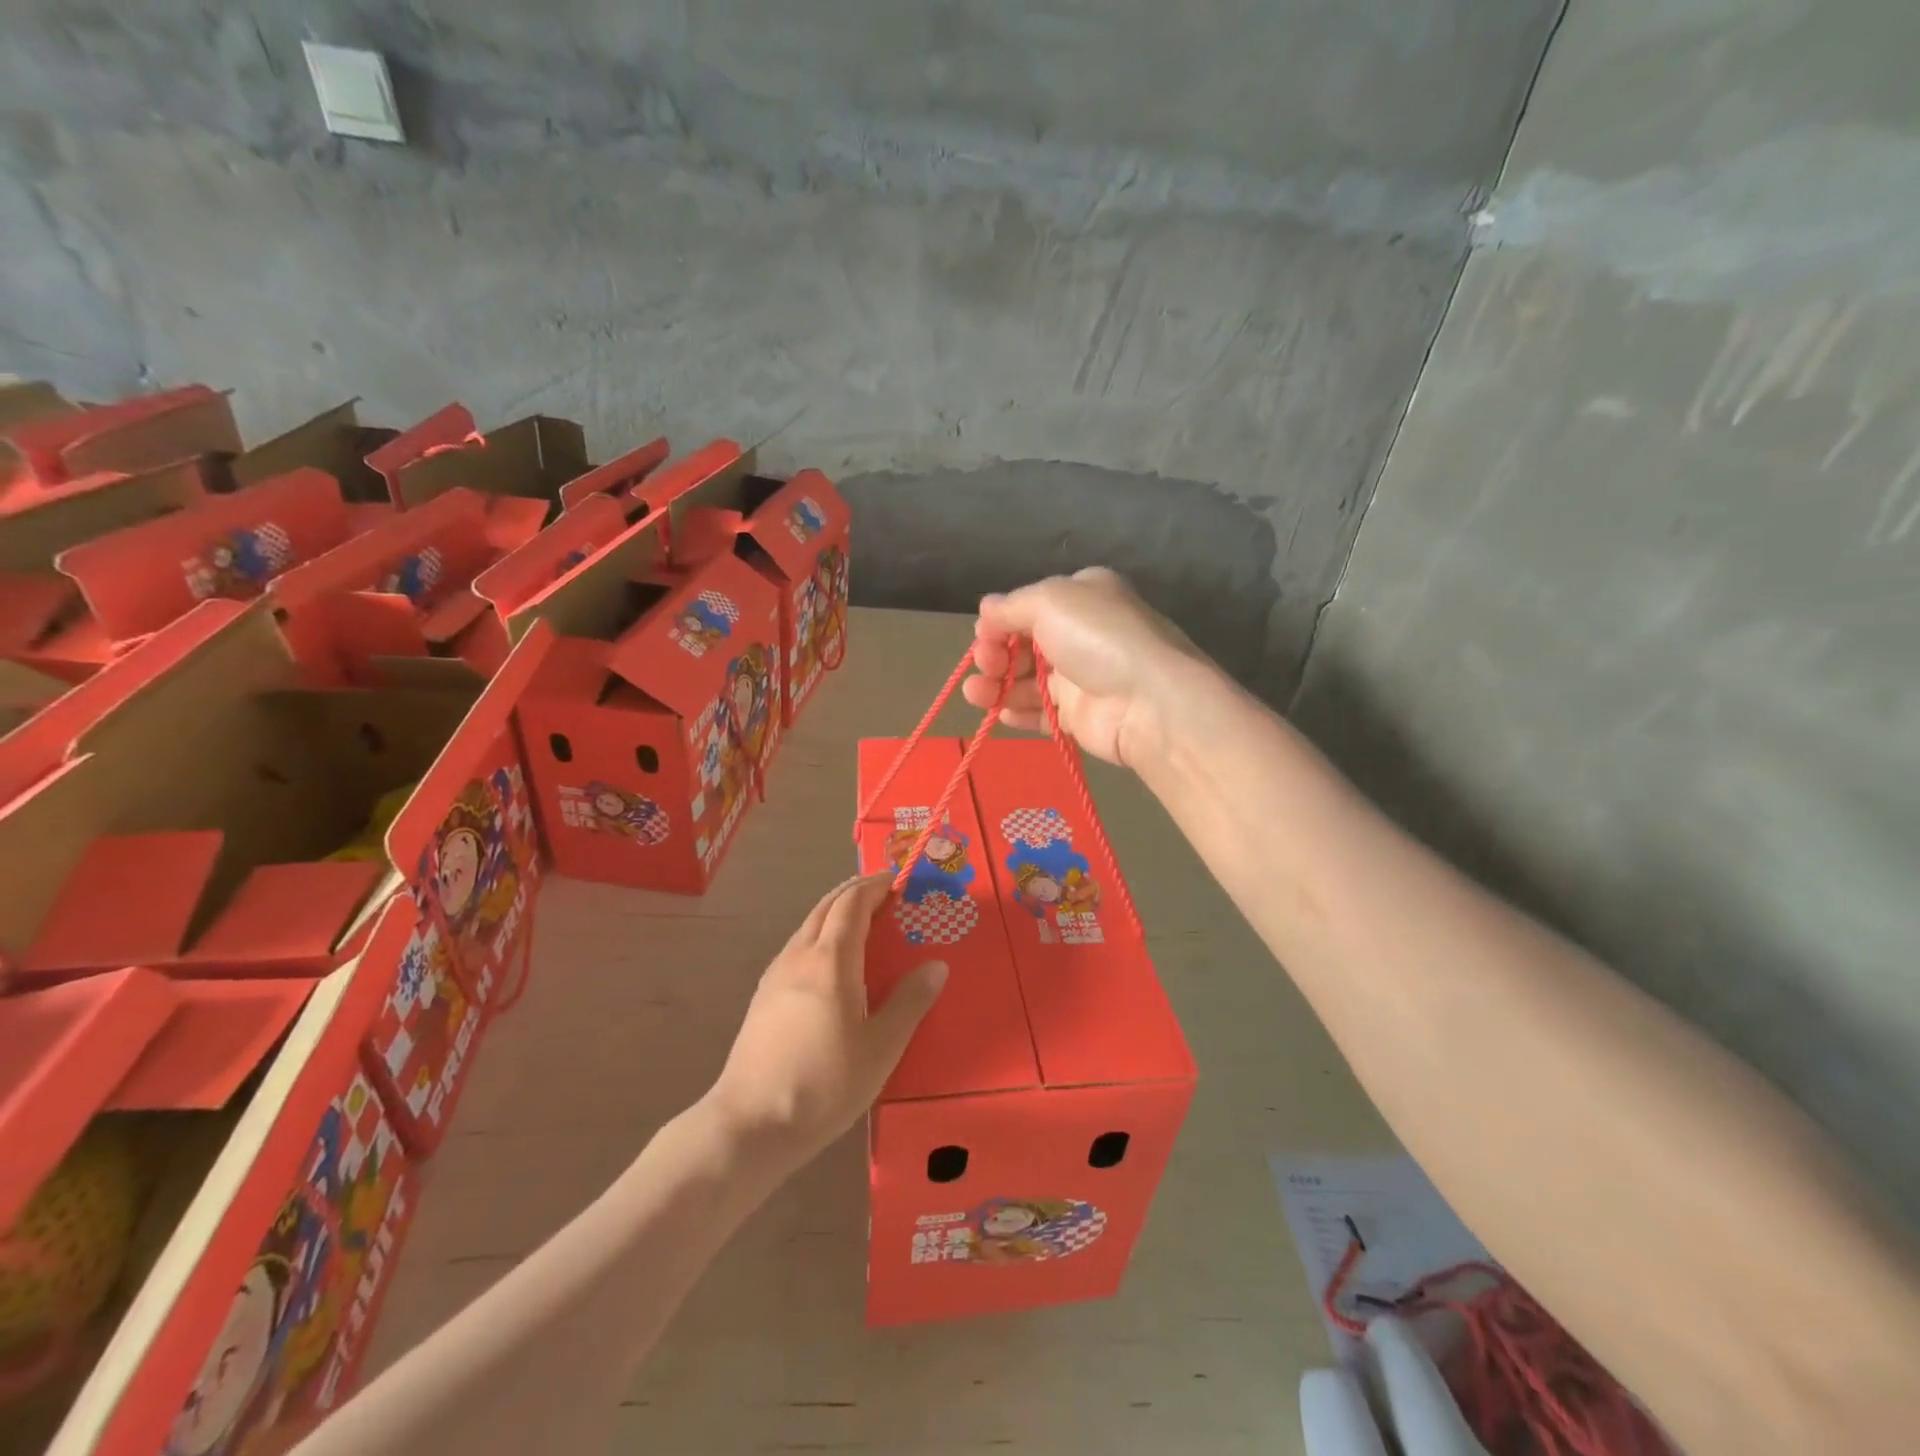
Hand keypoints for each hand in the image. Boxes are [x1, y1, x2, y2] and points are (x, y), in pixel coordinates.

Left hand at [707, 875, 946, 1168]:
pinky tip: (830, 963)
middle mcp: (799, 955)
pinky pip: (797, 946)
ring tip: (862, 923)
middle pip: (826, 905)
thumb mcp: (881, 1047)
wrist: (751, 1124)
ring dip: (835, 912)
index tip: (897, 881)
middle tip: (884, 894)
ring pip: (808, 925)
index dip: (874, 886)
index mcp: (831, 960)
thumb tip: (936, 965)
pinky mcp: (763, 996)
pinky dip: (820, 934)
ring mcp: (776, 975)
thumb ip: (910, 1002)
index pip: (852, 903)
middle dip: (855, 891)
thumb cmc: (824, 1084)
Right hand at [963, 567, 1208, 767]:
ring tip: (976, 694)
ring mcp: (1082, 677)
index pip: (1031, 606)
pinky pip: (1041, 713)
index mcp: (1083, 597)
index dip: (1001, 620)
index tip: (982, 634)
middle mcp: (1082, 634)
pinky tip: (1000, 713)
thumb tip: (986, 608)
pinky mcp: (1080, 716)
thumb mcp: (1050, 600)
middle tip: (984, 665)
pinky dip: (1018, 712)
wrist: (1148, 702)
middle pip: (1025, 644)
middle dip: (995, 653)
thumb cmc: (1098, 638)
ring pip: (1028, 680)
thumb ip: (1011, 606)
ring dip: (997, 685)